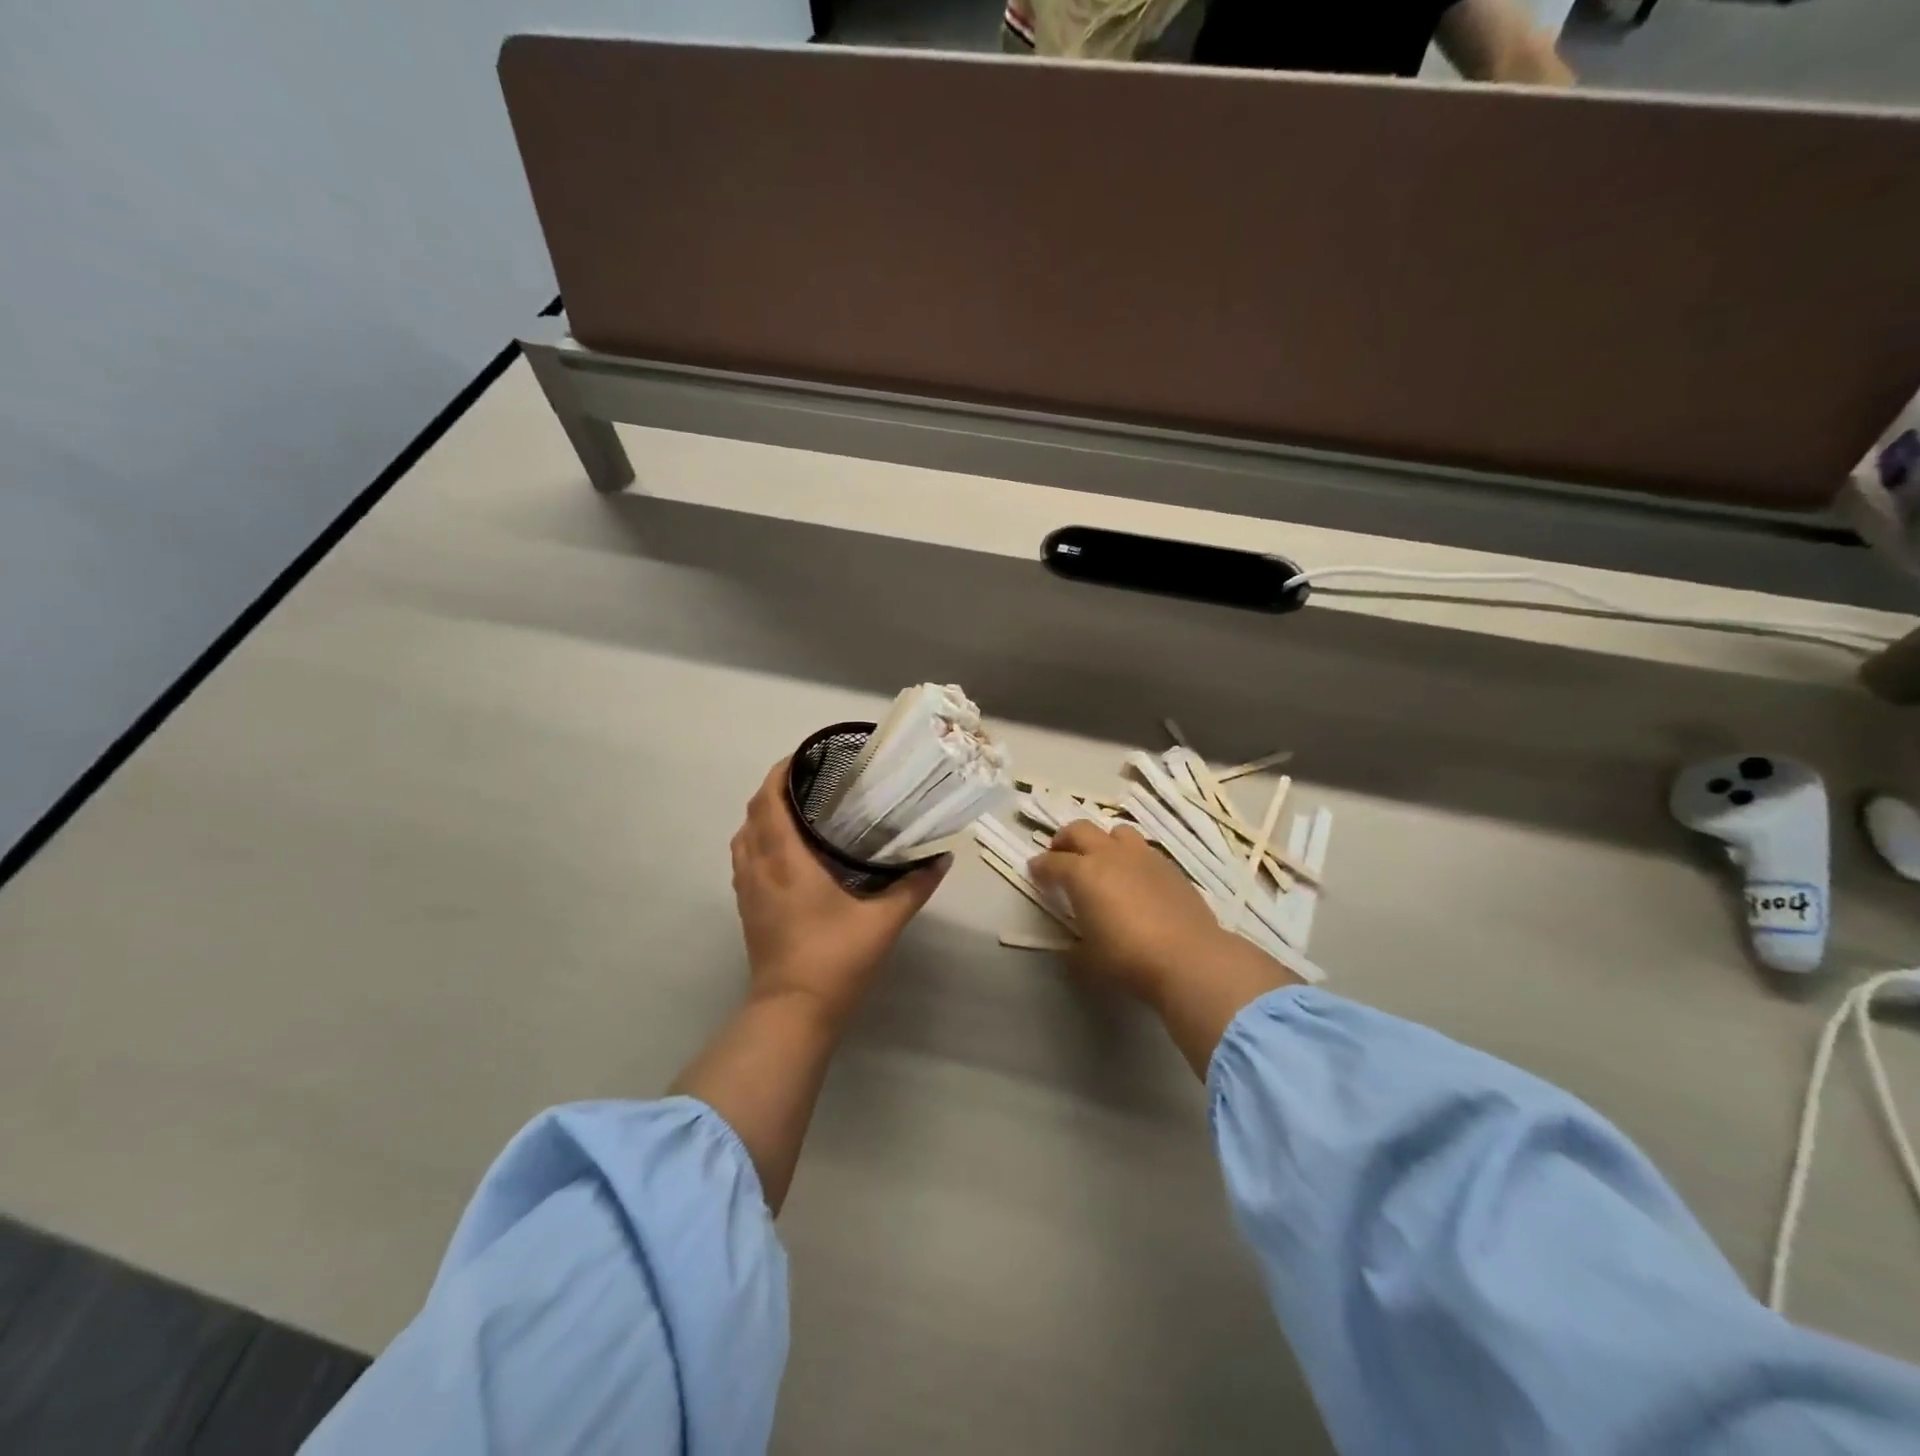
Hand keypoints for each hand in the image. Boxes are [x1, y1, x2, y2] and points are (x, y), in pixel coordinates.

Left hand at [730, 760, 948, 1030]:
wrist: (793, 1011)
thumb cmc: (835, 959)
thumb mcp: (883, 922)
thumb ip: (914, 886)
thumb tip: (942, 859)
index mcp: (786, 861)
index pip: (769, 801)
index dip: (780, 773)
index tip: (803, 757)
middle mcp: (759, 867)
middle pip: (753, 813)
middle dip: (773, 788)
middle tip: (809, 781)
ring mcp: (747, 890)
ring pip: (743, 836)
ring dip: (762, 815)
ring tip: (796, 809)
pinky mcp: (747, 909)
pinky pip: (744, 859)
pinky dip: (758, 841)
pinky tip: (785, 851)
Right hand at [1031, 821, 1298, 1075]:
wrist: (1189, 957)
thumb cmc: (1128, 958)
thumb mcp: (1088, 958)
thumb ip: (1073, 946)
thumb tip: (1070, 946)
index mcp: (1083, 873)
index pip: (1051, 862)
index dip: (1039, 867)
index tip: (1035, 872)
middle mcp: (1109, 855)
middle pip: (1080, 830)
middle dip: (1064, 840)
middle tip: (1060, 855)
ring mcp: (1143, 856)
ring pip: (1116, 831)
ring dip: (1103, 842)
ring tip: (1102, 861)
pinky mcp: (1169, 866)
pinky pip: (1143, 850)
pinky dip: (1131, 858)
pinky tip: (1135, 879)